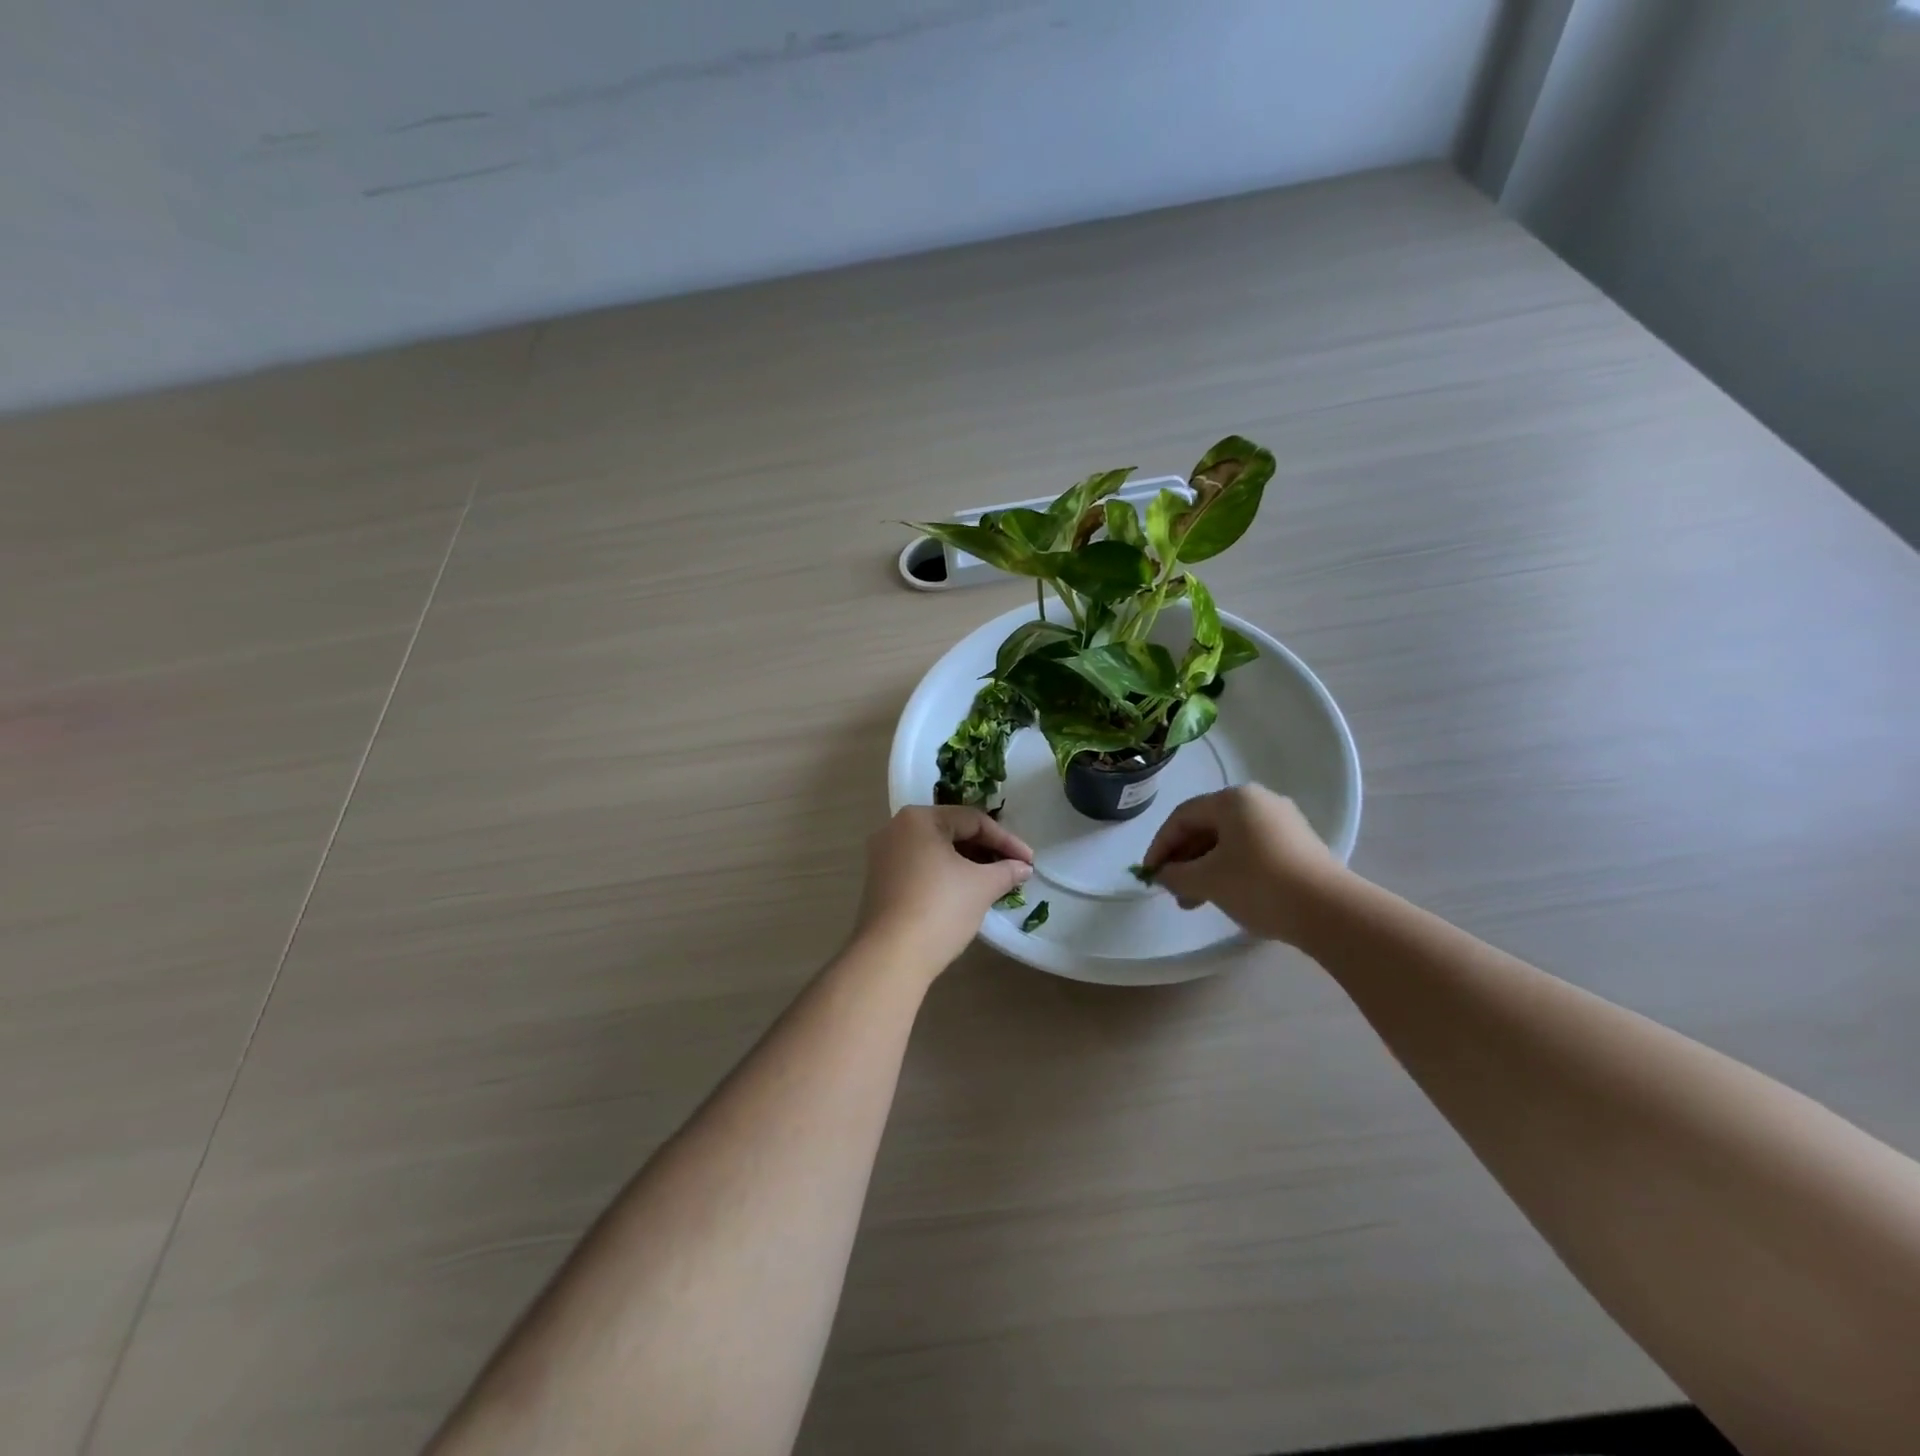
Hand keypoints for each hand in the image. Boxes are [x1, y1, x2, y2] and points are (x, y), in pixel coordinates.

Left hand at [854, 806, 1033, 973]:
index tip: (1029, 861)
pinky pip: (920, 867)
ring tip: (993, 883)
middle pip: (951, 832)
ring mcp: (883, 856)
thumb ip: (1006, 870)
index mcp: (919, 818)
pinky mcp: (879, 881)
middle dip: (985, 851)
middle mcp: (895, 828)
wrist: (890, 957)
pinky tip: (964, 893)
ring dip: (967, 864)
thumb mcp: (982, 886)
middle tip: (1013, 870)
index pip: (973, 820)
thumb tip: (1022, 868)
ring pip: (935, 851)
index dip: (1006, 840)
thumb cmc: (940, 909)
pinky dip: (945, 875)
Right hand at [1141, 785, 1345, 944]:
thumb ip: (1175, 874)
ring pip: (1229, 842)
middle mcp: (1259, 801)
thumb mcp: (1207, 880)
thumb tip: (1163, 874)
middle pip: (1207, 827)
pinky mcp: (1300, 845)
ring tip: (1194, 902)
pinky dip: (1231, 870)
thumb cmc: (1258, 884)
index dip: (1160, 846)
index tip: (1149, 875)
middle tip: (1172, 891)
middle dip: (1184, 860)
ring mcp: (1284, 822)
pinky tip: (1225, 896)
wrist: (1330, 911)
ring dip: (1205, 869)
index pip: (1183, 816)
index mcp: (1234, 799)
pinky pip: (1252, 851)